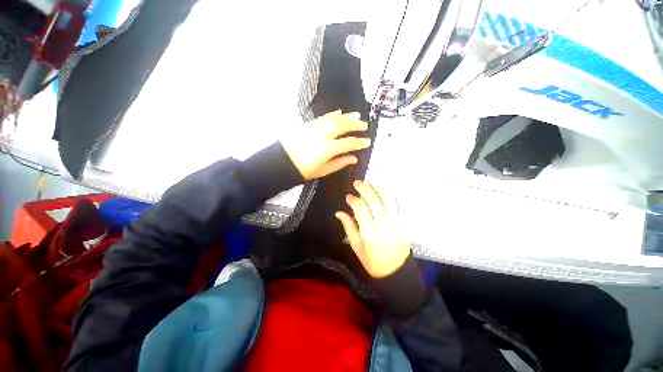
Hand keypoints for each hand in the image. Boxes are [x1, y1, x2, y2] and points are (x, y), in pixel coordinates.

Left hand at [280, 110, 370, 179]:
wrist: (282, 162)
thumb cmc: (303, 170)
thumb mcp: (323, 170)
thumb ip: (340, 163)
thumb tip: (354, 158)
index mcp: (328, 149)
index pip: (349, 143)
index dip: (360, 142)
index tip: (368, 141)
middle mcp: (323, 135)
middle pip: (343, 126)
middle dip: (356, 124)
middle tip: (364, 125)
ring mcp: (316, 127)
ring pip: (335, 119)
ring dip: (347, 116)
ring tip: (357, 115)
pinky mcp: (309, 124)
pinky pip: (324, 117)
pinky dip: (333, 114)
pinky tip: (339, 112)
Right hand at [335, 180, 410, 277]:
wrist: (396, 272)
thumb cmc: (372, 261)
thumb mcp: (356, 247)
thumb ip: (348, 227)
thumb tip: (339, 213)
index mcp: (369, 231)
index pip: (360, 207)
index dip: (352, 199)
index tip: (348, 197)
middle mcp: (382, 223)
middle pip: (373, 199)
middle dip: (364, 188)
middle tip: (357, 183)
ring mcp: (395, 221)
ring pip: (386, 198)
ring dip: (377, 187)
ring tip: (369, 182)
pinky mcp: (402, 221)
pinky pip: (396, 203)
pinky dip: (389, 194)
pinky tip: (382, 190)